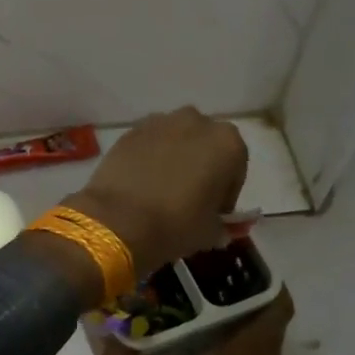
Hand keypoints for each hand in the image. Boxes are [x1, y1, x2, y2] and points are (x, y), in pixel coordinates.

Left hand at [66, 107, 247, 278]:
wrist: (118, 220)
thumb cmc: (176, 224)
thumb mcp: (211, 232)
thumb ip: (220, 223)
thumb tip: (216, 225)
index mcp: (227, 142)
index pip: (236, 168)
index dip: (226, 192)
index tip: (214, 212)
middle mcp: (196, 122)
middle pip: (205, 146)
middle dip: (201, 167)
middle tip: (191, 199)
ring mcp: (160, 122)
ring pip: (176, 140)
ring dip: (175, 159)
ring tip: (163, 190)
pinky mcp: (130, 131)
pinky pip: (149, 143)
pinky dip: (149, 158)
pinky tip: (141, 184)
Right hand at [101, 290, 293, 354]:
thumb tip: (101, 337)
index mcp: (252, 348)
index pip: (277, 300)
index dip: (263, 275)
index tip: (234, 258)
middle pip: (265, 311)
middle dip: (240, 288)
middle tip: (204, 271)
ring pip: (257, 332)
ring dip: (234, 313)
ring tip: (195, 295)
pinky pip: (248, 352)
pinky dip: (229, 337)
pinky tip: (195, 336)